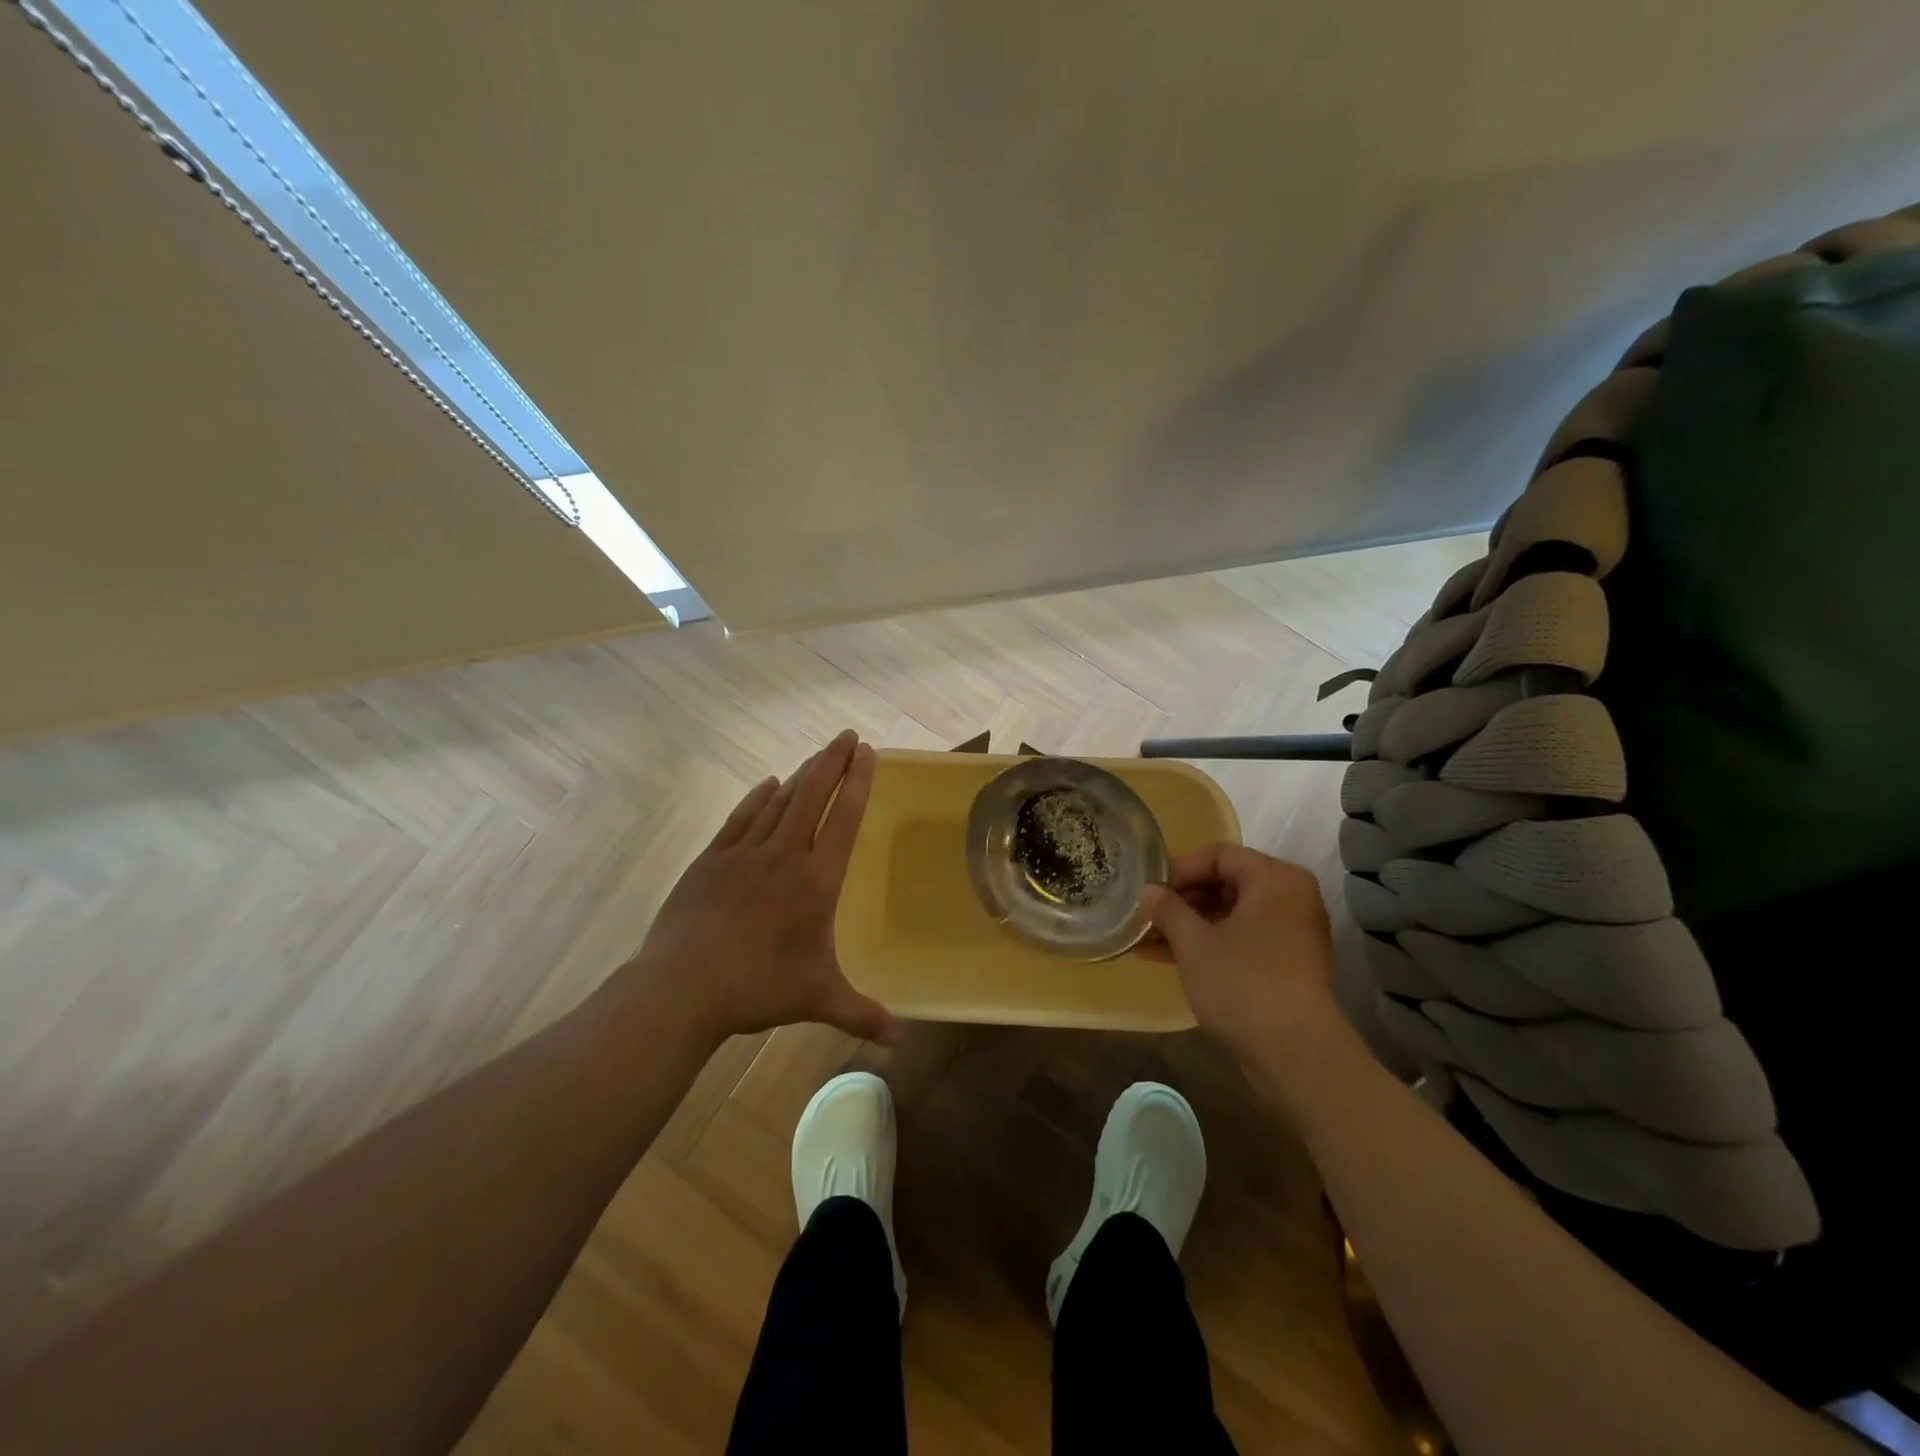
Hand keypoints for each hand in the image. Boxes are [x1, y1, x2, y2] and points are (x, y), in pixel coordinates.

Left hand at [622, 730, 898, 1045]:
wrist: (682, 987)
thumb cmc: (758, 988)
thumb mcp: (817, 999)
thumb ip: (861, 1014)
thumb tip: (900, 1041)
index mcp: (815, 881)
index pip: (844, 819)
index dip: (858, 783)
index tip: (868, 753)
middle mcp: (784, 857)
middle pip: (812, 796)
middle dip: (832, 762)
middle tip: (847, 736)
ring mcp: (744, 854)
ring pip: (779, 802)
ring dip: (801, 775)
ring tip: (817, 756)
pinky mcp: (711, 860)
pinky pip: (741, 818)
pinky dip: (757, 798)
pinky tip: (768, 784)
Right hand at [1141, 844, 1338, 1057]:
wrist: (1297, 1055)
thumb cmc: (1243, 983)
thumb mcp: (1194, 943)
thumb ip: (1167, 910)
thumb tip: (1147, 891)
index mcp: (1275, 879)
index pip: (1219, 855)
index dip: (1179, 869)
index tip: (1149, 891)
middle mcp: (1290, 898)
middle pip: (1225, 883)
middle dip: (1181, 901)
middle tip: (1145, 916)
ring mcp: (1291, 933)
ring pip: (1230, 914)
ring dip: (1189, 925)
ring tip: (1146, 941)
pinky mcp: (1286, 964)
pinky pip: (1241, 939)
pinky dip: (1208, 944)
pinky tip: (1169, 958)